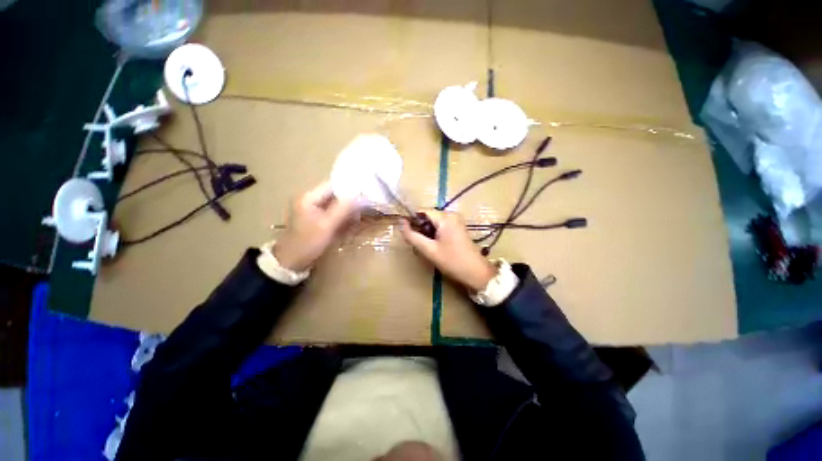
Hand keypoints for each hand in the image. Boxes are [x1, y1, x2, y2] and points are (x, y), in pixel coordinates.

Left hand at [273, 182, 356, 271]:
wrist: (291, 261)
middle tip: (365, 206)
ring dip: (347, 209)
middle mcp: (310, 199)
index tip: (364, 193)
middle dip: (350, 200)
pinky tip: (351, 222)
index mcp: (309, 197)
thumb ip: (343, 209)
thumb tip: (358, 196)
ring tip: (360, 215)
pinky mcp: (316, 218)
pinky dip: (342, 216)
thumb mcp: (327, 225)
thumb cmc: (308, 242)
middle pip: (335, 194)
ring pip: (335, 204)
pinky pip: (333, 213)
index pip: (332, 185)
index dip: (349, 188)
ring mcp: (313, 209)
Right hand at [400, 210, 495, 291]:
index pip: (422, 211)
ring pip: (434, 222)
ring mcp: (456, 221)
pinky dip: (434, 234)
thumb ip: (413, 236)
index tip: (408, 234)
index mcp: (445, 217)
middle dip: (420, 228)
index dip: (412, 220)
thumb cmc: (452, 261)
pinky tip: (435, 246)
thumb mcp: (429, 250)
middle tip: (418, 244)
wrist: (476, 272)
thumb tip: (401, 223)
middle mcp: (451, 215)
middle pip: (428, 216)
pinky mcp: (458, 227)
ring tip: (427, 247)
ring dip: (427, 232)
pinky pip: (441, 226)